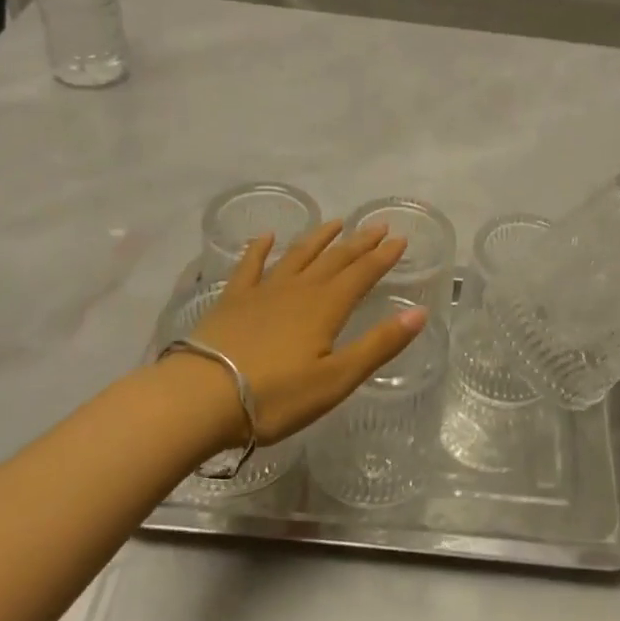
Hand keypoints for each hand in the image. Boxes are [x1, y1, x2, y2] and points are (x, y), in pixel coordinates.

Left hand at [164, 220, 425, 447]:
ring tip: (335, 223)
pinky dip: (260, 249)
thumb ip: (379, 345)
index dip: (382, 257)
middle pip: (334, 260)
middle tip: (377, 225)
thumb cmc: (275, 396)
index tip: (400, 238)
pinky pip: (250, 266)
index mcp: (326, 308)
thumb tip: (419, 313)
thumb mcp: (337, 379)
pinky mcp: (232, 301)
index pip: (362, 274)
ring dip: (318, 239)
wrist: (201, 397)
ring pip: (297, 256)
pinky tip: (267, 237)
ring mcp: (262, 292)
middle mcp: (298, 290)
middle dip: (358, 242)